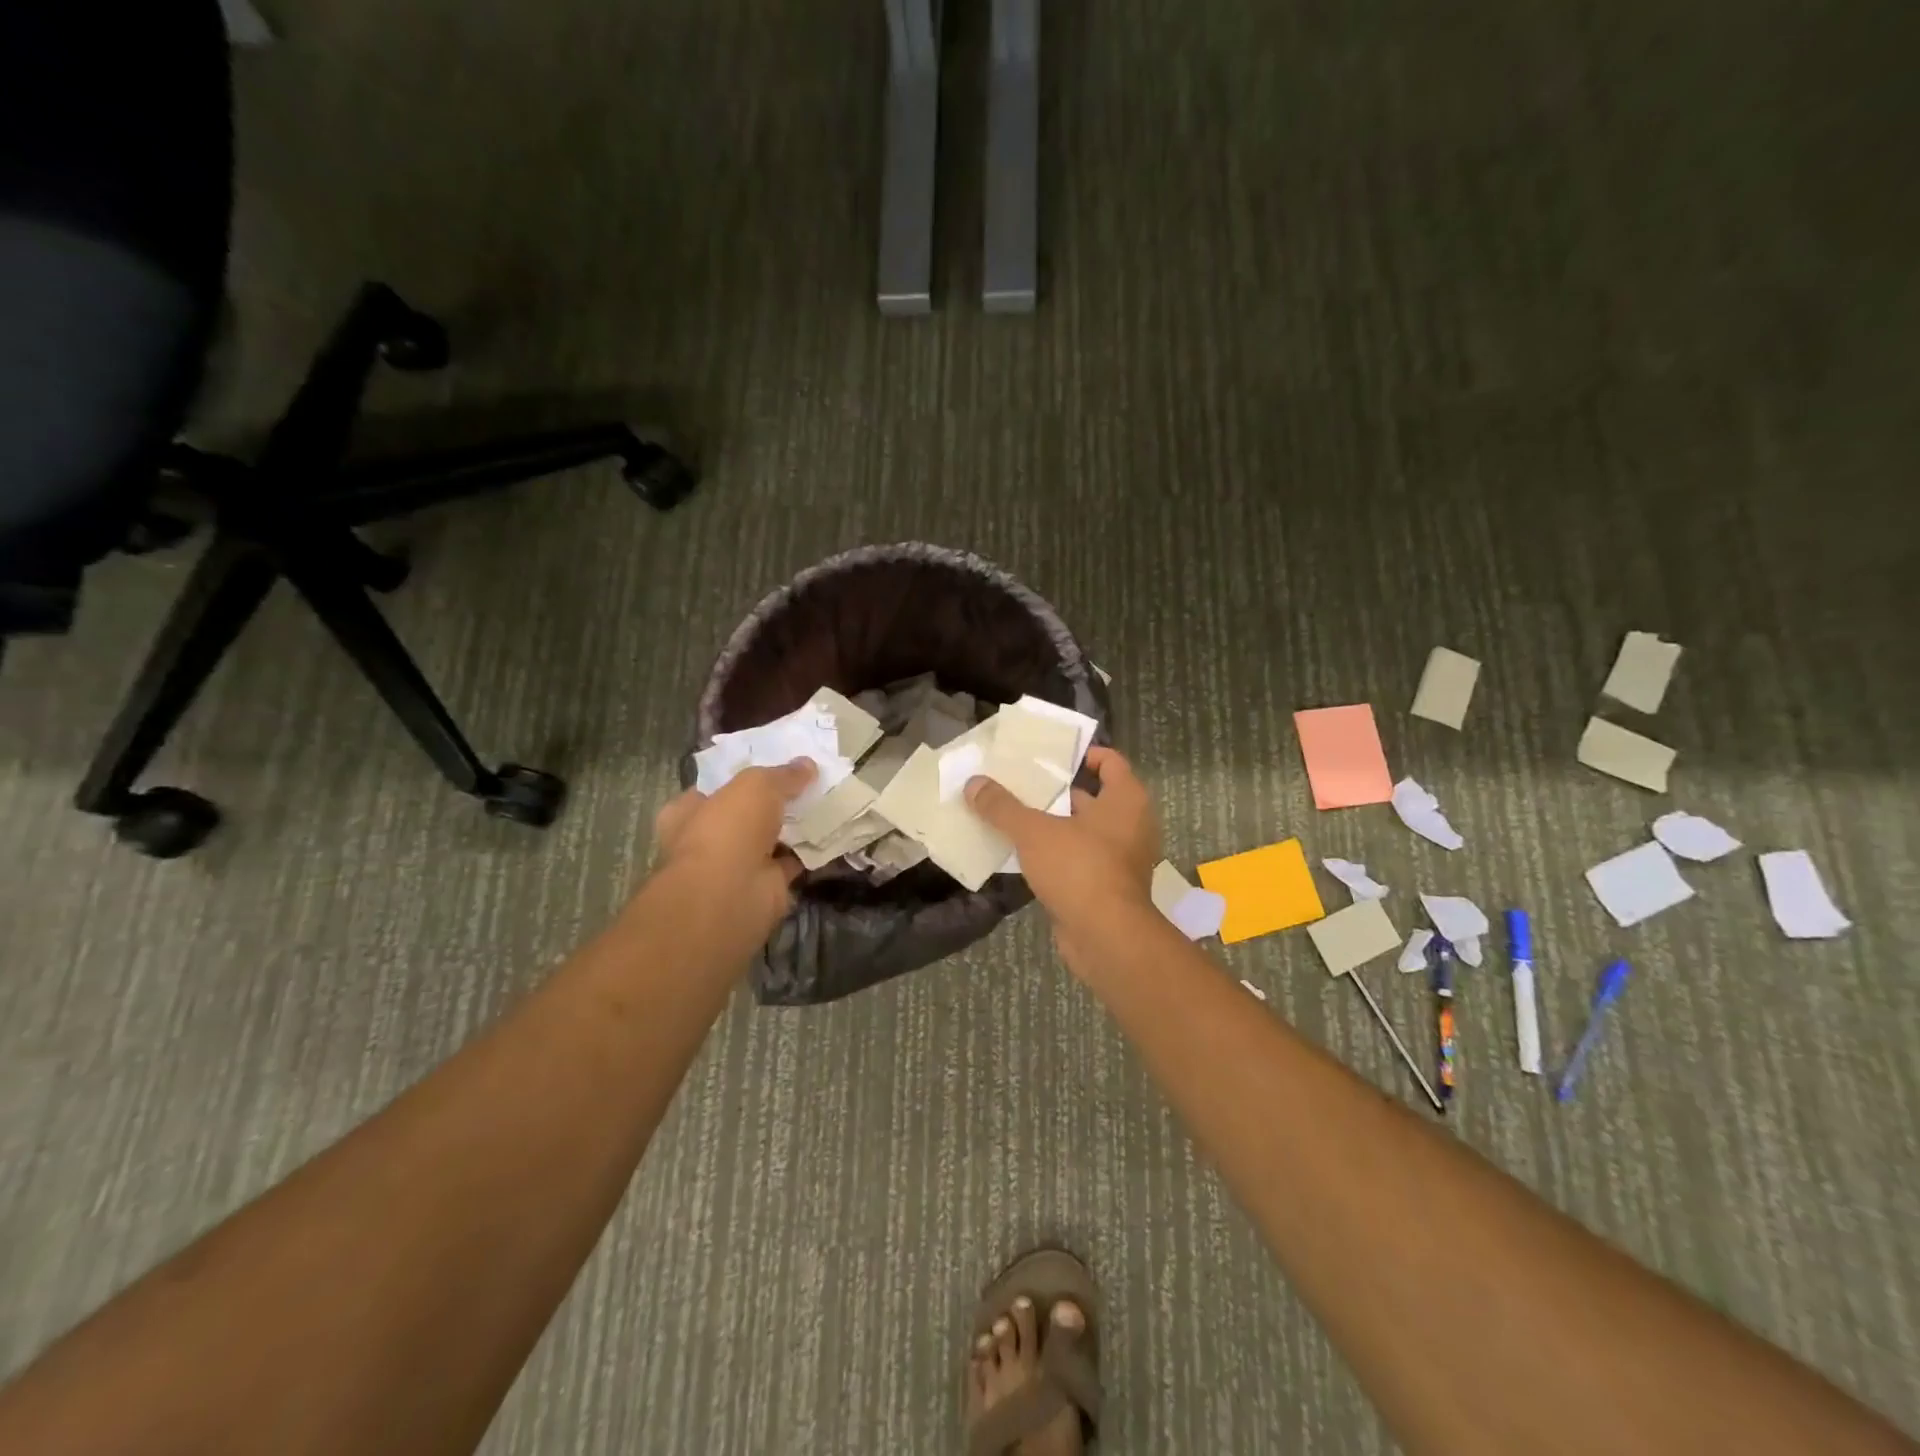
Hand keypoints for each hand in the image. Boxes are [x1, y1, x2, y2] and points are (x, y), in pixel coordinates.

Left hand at [649, 760, 816, 938]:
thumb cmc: (728, 829)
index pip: (713, 788)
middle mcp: (709, 839)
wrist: (731, 895)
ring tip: (827, 802)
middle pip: (746, 814)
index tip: (773, 765)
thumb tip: (807, 765)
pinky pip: (792, 862)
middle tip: (808, 782)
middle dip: (774, 803)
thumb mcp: (756, 785)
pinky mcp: (765, 886)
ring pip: (771, 839)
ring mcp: (737, 866)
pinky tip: (833, 833)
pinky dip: (810, 851)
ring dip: (794, 827)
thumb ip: (782, 774)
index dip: (742, 776)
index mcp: (688, 811)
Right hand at [965, 747, 1161, 972]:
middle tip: (1019, 782)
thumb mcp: (1034, 832)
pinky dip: (1055, 854)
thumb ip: (1002, 807)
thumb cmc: (1080, 869)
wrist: (1107, 939)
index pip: (1110, 762)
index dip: (1082, 754)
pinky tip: (1021, 852)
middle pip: (1092, 796)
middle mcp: (1130, 825)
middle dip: (1057, 790)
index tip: (1048, 756)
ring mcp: (1120, 858)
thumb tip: (973, 783)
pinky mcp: (1106, 886)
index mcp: (1126, 800)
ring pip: (1082, 830)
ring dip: (1052, 824)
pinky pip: (1077, 859)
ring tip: (1013, 814)